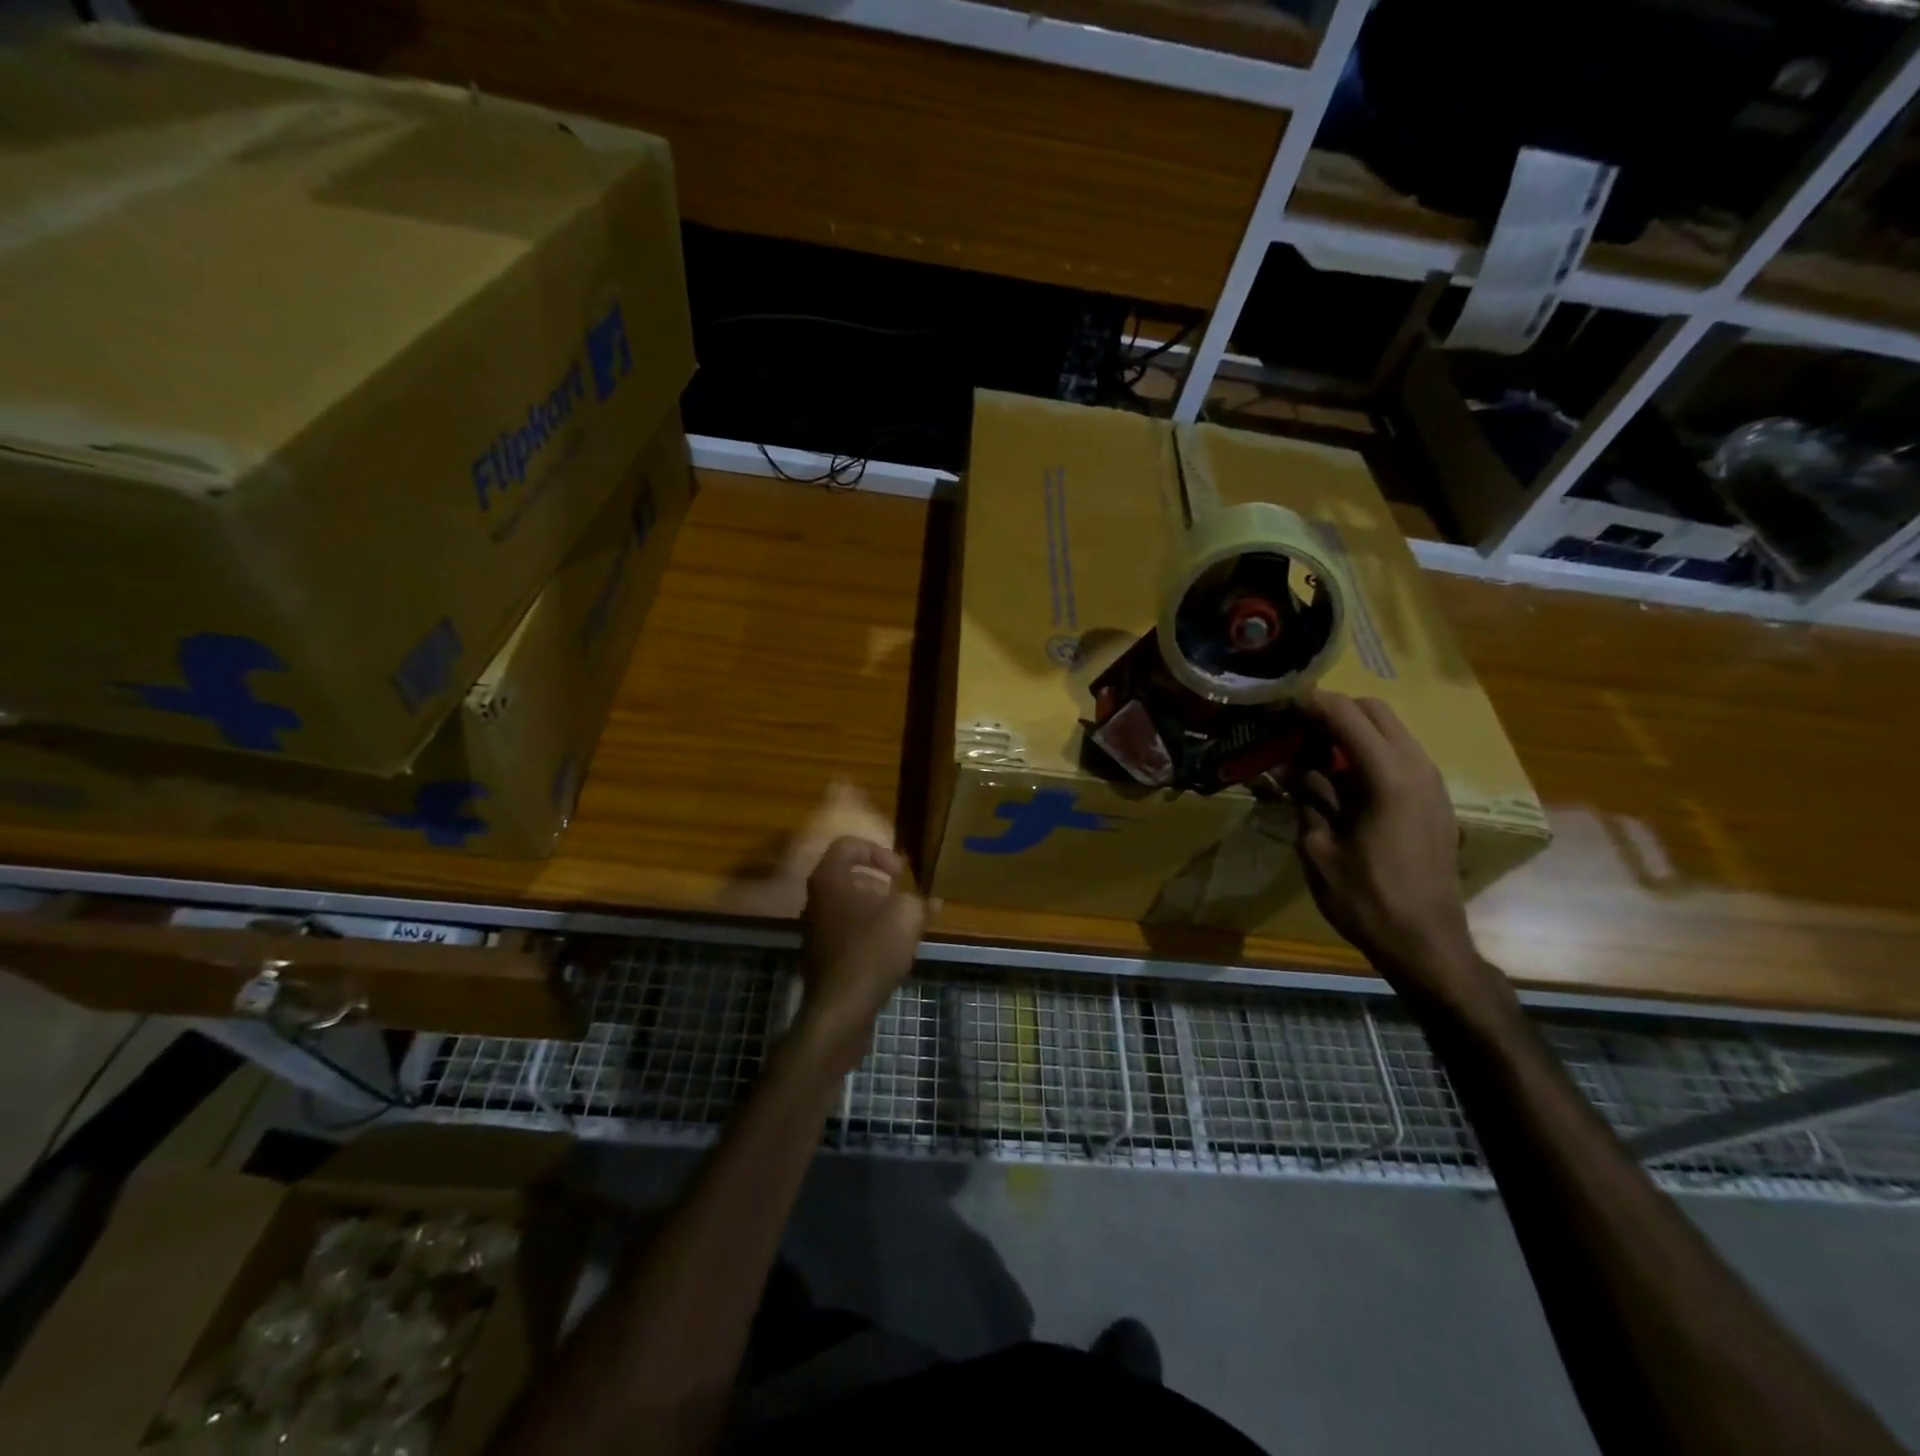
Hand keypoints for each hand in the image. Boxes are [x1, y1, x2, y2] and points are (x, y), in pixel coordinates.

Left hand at [799, 837, 931, 1062]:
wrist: (840, 1008)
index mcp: (829, 878)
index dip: (878, 852)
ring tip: (902, 923)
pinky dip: (869, 930)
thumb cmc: (871, 950)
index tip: (900, 873)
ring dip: (876, 907)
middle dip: (879, 881)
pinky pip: (847, 929)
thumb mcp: (907, 916)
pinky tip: (892, 949)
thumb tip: (930, 901)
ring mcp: (815, 927)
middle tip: (901, 894)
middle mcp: (816, 898)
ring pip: (848, 903)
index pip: (848, 845)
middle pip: (847, 874)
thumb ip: (919, 901)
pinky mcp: (822, 953)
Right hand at [1293, 690, 1497, 1012]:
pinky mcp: (1434, 801)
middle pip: (1374, 711)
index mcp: (1388, 777)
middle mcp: (1417, 768)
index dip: (1308, 703)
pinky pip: (1399, 756)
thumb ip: (1308, 797)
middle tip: (1293, 730)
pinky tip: (1340, 781)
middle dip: (1332, 711)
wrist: (1427, 944)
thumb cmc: (1366, 899)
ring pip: (1390, 731)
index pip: (1345, 715)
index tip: (1276, 704)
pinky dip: (1368, 753)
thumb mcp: (1319, 848)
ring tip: (1311, 754)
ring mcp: (1431, 784)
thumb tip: (1294, 768)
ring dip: (1351, 732)